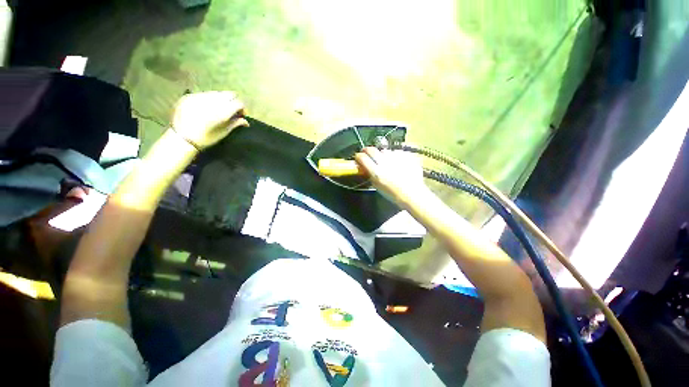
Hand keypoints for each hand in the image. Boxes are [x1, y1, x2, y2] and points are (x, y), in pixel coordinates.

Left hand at [171, 91, 248, 149]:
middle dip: (233, 101)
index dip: (242, 109)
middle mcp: (212, 101)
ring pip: (217, 93)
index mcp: (223, 111)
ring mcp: (200, 96)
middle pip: (229, 94)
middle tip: (231, 110)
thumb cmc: (206, 138)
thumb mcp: (224, 132)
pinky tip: (206, 108)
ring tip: (218, 109)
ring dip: (221, 100)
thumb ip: (235, 123)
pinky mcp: (190, 96)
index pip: (239, 103)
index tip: (241, 115)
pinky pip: (204, 94)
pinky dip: (209, 100)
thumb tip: (246, 121)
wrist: (182, 139)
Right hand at [355, 147, 428, 203]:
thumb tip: (365, 167)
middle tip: (367, 154)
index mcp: (376, 172)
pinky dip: (394, 156)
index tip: (358, 157)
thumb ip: (370, 175)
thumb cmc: (393, 194)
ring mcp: (396, 158)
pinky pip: (396, 152)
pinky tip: (396, 162)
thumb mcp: (377, 186)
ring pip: (384, 150)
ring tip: (385, 160)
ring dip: (381, 154)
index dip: (358, 156)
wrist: (413, 193)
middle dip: (367, 150)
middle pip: (371, 149)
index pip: (362, 158)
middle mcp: (385, 163)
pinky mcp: (405, 155)